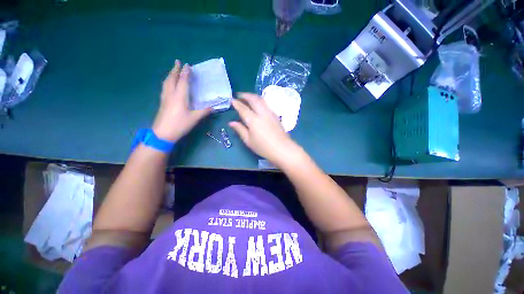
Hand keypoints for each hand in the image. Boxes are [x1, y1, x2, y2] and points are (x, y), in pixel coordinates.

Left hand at [152, 60, 210, 141]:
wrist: (162, 133)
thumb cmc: (179, 125)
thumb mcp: (194, 119)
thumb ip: (204, 111)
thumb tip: (213, 107)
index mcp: (179, 97)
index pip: (183, 81)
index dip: (185, 73)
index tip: (188, 65)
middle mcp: (171, 94)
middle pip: (172, 79)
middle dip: (175, 69)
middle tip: (177, 62)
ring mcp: (165, 98)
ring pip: (166, 83)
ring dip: (170, 75)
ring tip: (173, 71)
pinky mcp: (162, 103)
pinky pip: (165, 88)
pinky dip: (168, 82)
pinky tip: (169, 84)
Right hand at [229, 93, 299, 165]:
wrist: (282, 149)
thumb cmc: (264, 147)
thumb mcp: (249, 141)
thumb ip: (240, 130)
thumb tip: (231, 123)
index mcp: (253, 120)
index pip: (243, 108)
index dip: (236, 103)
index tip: (232, 100)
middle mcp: (262, 113)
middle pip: (253, 99)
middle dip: (245, 95)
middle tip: (239, 95)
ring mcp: (270, 113)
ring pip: (261, 100)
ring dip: (253, 96)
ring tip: (248, 97)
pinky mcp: (276, 115)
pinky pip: (266, 104)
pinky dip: (260, 101)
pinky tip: (258, 105)